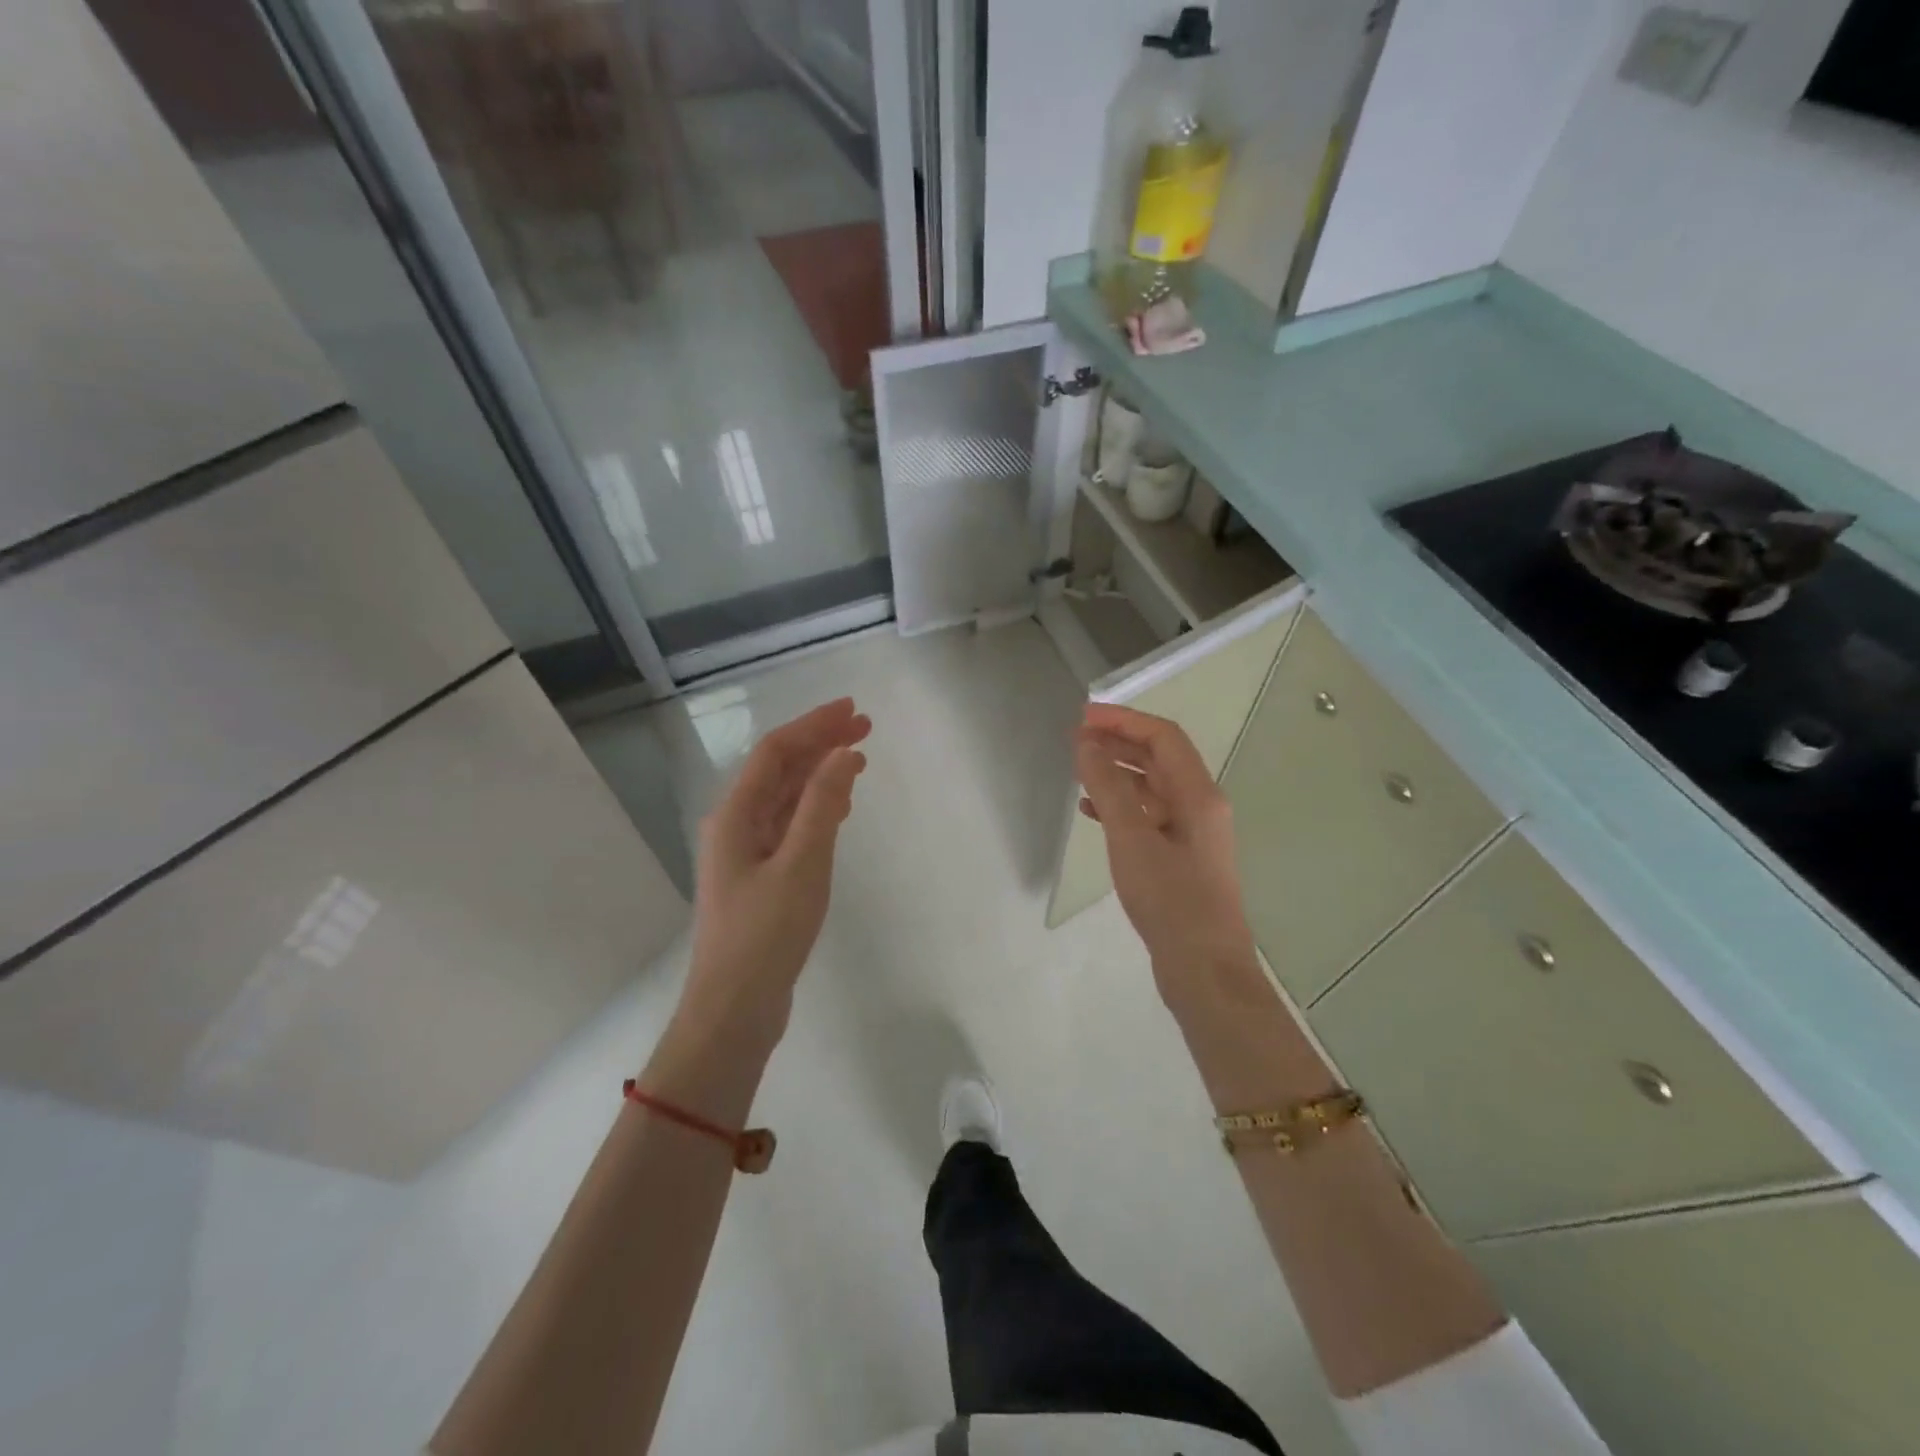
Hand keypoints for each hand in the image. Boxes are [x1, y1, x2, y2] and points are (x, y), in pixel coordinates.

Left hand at [683, 698, 870, 1044]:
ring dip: (820, 774)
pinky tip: (839, 808)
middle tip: (865, 728)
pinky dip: (816, 808)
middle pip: (780, 770)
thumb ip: (821, 805)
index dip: (813, 725)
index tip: (852, 710)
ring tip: (858, 760)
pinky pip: (789, 826)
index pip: (776, 752)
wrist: (734, 1009)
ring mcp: (746, 853)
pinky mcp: (761, 877)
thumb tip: (843, 754)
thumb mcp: (801, 865)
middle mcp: (736, 825)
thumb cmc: (765, 935)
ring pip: (785, 798)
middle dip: (820, 744)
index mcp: (736, 815)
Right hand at [1076, 704, 1261, 1010]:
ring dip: (1117, 772)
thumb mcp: (1132, 839)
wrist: (1205, 971)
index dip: (1123, 720)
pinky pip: (1148, 816)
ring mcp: (1191, 833)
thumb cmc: (1170, 901)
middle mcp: (1200, 806)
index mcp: (1198, 794)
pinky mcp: (1180, 858)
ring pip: (1152, 787)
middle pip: (1159, 758)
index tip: (1082, 718)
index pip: (1163, 737)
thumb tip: (1087, 744)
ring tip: (1078, 769)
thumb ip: (1108, 787)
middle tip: (1074, 738)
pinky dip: (1120, 806)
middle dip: (1118, 742)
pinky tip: (1091, 810)